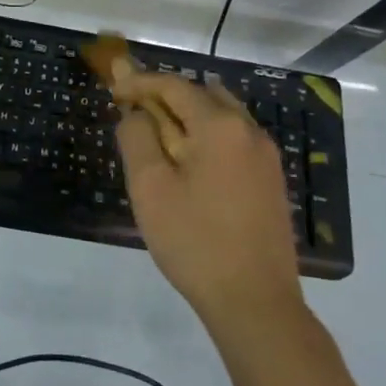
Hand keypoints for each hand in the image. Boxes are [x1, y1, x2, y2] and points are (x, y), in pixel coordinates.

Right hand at [111, 64, 303, 329]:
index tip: (113, 90)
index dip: (139, 83)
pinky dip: (207, 137)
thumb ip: (137, 137)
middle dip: (164, 97)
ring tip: (158, 137)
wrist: (256, 303)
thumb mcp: (150, 187)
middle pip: (201, 95)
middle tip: (132, 112)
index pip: (173, 86)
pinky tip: (189, 164)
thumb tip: (137, 113)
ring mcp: (266, 156)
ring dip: (187, 117)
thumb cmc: (195, 241)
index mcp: (220, 125)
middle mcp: (249, 130)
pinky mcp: (272, 181)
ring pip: (221, 117)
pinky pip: (234, 140)